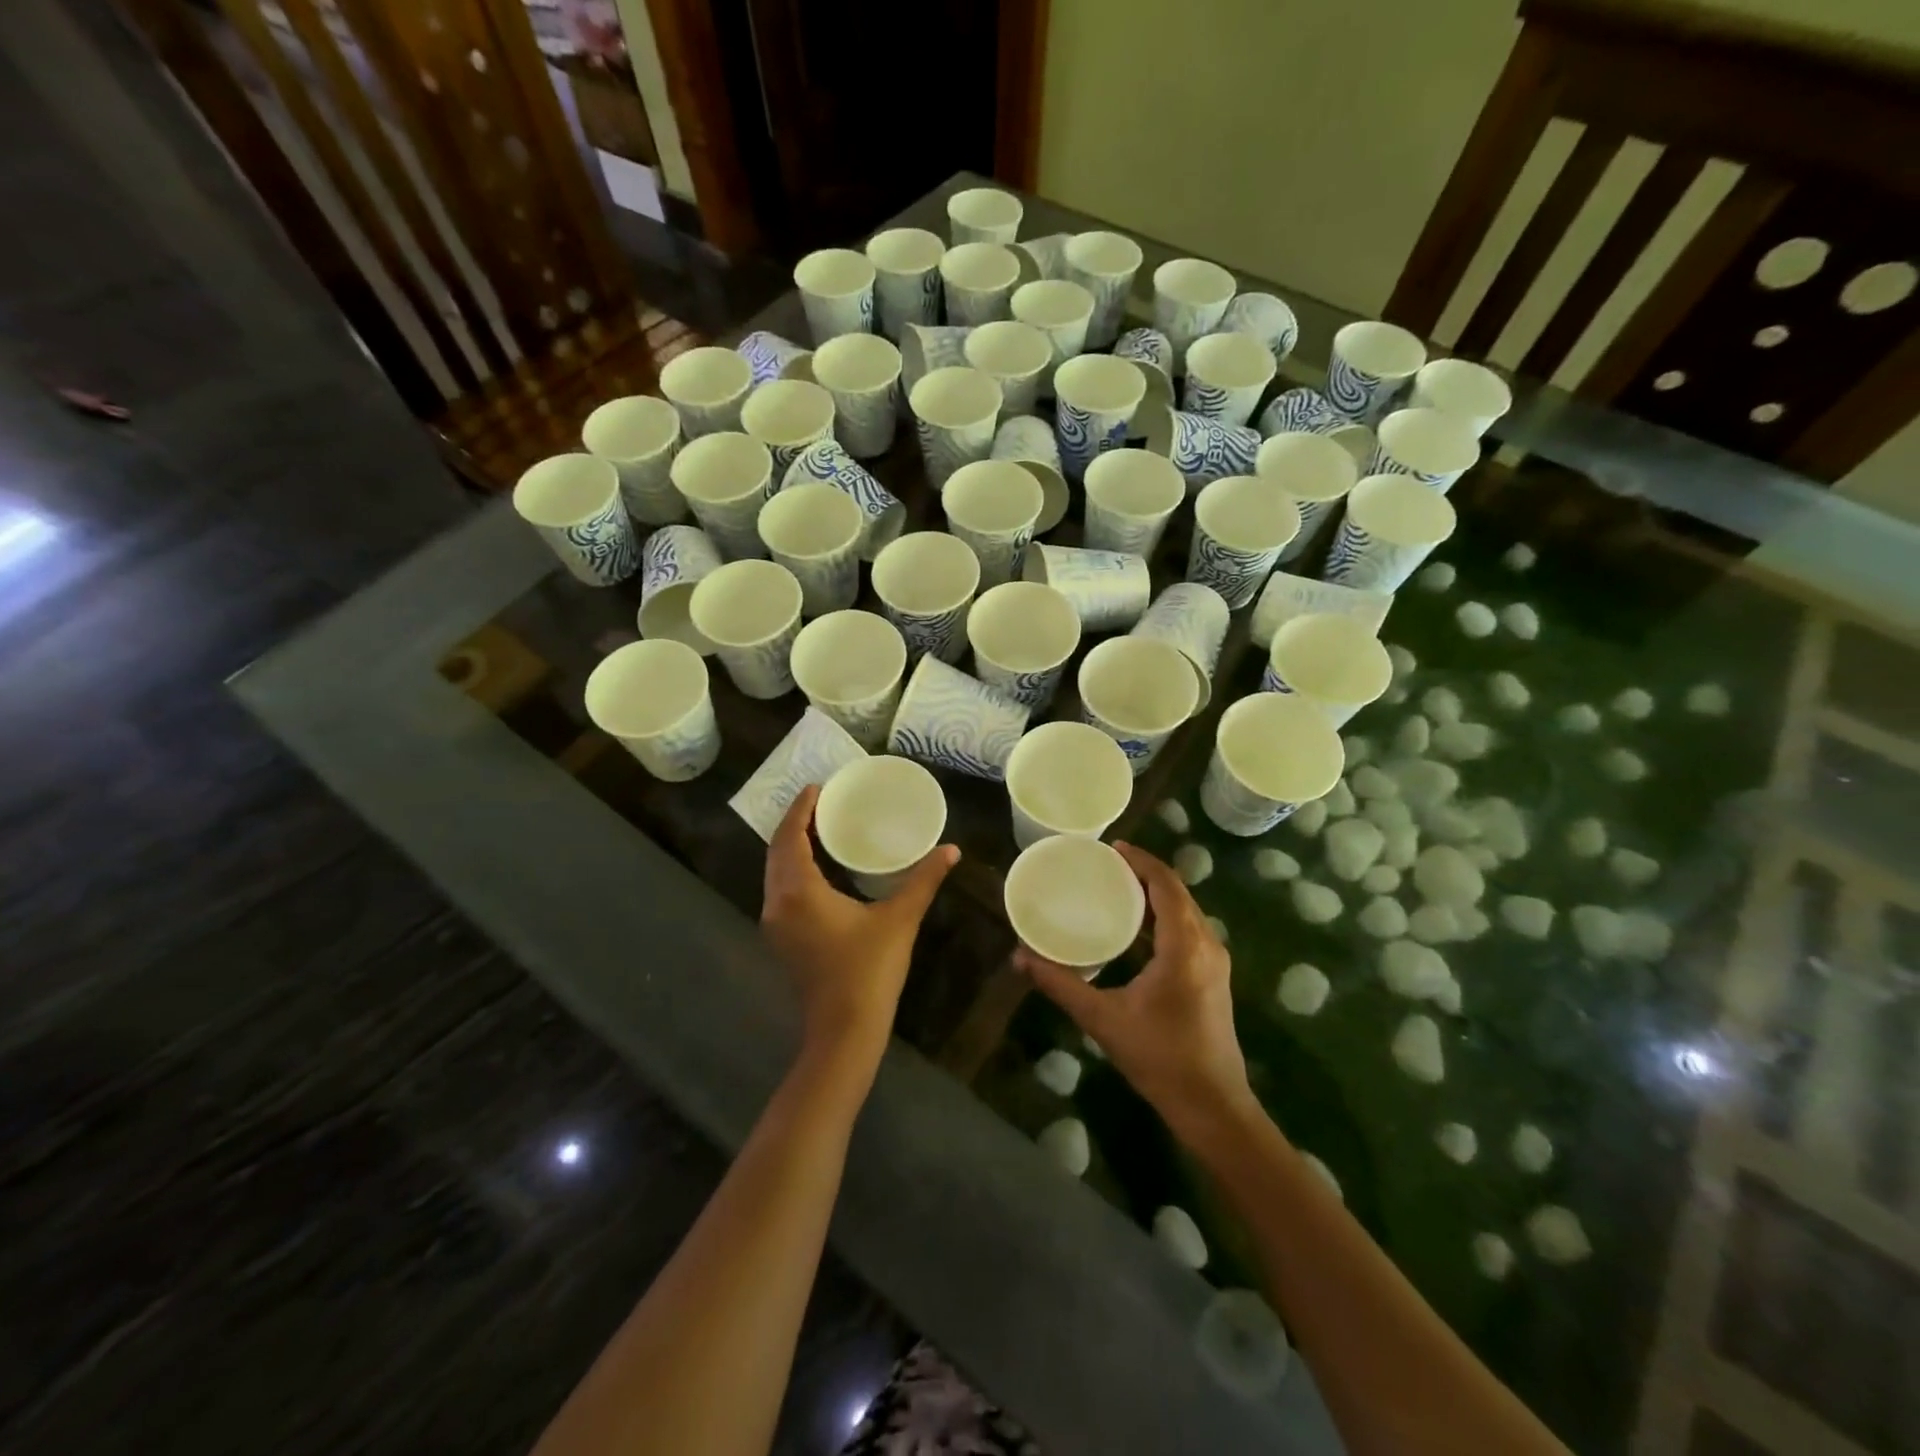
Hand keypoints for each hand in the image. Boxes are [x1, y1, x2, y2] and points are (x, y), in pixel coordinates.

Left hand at [762, 786, 958, 1065]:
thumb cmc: (870, 970)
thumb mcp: (899, 919)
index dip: (800, 809)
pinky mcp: (780, 939)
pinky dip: (791, 869)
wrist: (844, 1031)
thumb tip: (951, 849)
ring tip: (817, 827)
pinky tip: (815, 868)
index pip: (790, 837)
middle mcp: (777, 902)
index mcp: (799, 891)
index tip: (816, 788)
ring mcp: (774, 924)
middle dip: (793, 823)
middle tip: (819, 802)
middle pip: (776, 851)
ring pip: (774, 872)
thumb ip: (923, 880)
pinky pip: (779, 890)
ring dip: (790, 847)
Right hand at [1015, 842, 1254, 1138]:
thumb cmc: (1160, 1058)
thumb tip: (1021, 958)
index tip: (1111, 848)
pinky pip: (1189, 929)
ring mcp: (1215, 961)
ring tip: (1118, 887)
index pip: (1166, 885)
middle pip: (1178, 892)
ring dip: (1157, 893)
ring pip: (1186, 911)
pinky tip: (1138, 927)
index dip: (1141, 861)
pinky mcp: (1214, 977)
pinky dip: (1165, 915)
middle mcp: (1207, 944)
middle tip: (1107, 864)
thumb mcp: (1103, 1019)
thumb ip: (1061, 984)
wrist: (1213, 1106)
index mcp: (1185, 946)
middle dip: (1145, 872)